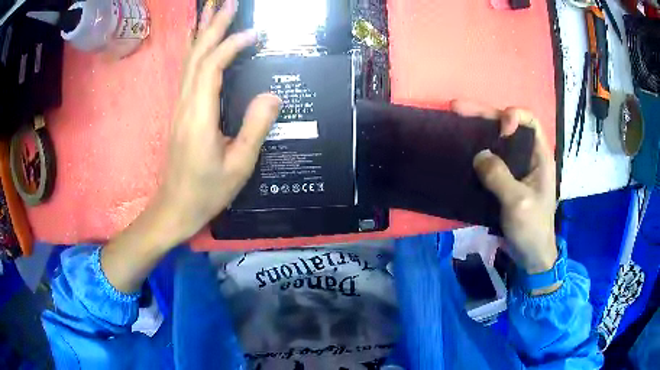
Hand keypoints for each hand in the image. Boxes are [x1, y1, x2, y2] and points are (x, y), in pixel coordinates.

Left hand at [159, 0, 280, 239]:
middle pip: (197, 55)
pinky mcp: (180, 111)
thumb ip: (255, 128)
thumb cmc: (207, 191)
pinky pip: (187, 72)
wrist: (175, 207)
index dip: (232, 45)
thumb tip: (273, 95)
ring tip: (213, 12)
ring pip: (189, 61)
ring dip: (202, 34)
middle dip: (213, 26)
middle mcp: (185, 103)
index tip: (255, 33)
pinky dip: (195, 51)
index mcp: (199, 115)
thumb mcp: (239, 166)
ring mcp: (180, 106)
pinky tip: (198, 42)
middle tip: (227, 3)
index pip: (212, 67)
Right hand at [452, 101, 556, 274]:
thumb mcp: (518, 202)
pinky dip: (476, 150)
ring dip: (477, 129)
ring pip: (497, 140)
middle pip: (509, 125)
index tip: (500, 130)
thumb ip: (500, 177)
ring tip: (454, 120)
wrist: (530, 255)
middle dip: (485, 115)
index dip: (513, 117)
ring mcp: (516, 168)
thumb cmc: (531, 228)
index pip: (530, 121)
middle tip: (457, 108)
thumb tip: (479, 155)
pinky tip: (462, 147)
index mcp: (540, 157)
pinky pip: (491, 158)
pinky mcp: (505, 180)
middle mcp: (528, 156)